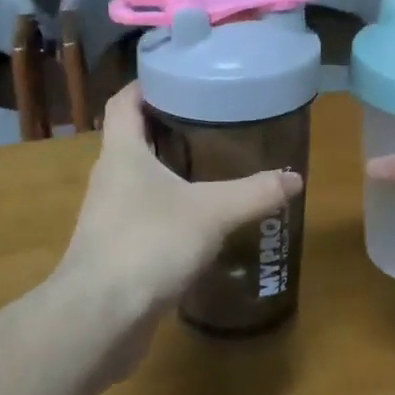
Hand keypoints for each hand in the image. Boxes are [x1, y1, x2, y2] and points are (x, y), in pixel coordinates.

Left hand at [56, 84, 303, 343]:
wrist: (99, 318)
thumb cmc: (149, 244)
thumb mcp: (212, 213)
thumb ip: (255, 193)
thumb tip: (295, 178)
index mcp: (122, 154)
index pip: (124, 103)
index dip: (146, 85)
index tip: (178, 76)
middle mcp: (109, 179)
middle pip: (133, 139)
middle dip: (167, 127)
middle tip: (211, 121)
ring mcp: (108, 217)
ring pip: (139, 181)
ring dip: (168, 172)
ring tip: (211, 168)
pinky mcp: (114, 252)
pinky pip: (142, 217)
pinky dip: (168, 211)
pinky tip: (198, 223)